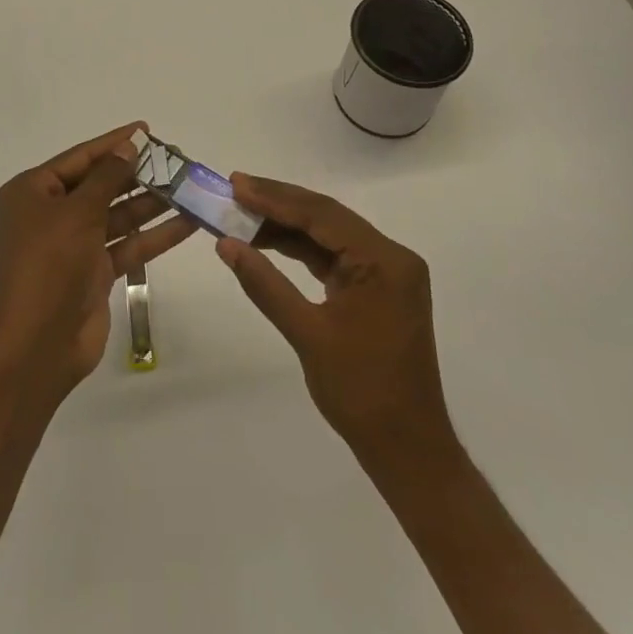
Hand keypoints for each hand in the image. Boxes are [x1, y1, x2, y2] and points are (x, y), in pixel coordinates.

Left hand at [0, 123, 196, 400]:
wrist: (34, 345)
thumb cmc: (47, 264)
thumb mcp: (77, 212)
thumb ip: (107, 177)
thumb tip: (129, 145)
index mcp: (34, 192)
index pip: (81, 157)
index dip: (114, 143)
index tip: (146, 129)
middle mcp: (52, 214)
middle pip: (101, 185)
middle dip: (138, 173)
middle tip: (177, 160)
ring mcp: (73, 245)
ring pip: (118, 215)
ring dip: (152, 203)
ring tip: (190, 187)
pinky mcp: (94, 273)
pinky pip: (127, 245)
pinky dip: (154, 235)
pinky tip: (188, 223)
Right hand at [215, 174, 457, 467]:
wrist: (406, 448)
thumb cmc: (361, 392)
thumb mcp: (308, 335)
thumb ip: (265, 284)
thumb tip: (226, 244)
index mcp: (384, 261)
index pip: (322, 215)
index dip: (275, 198)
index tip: (236, 185)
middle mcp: (390, 257)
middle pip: (326, 217)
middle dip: (279, 203)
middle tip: (235, 189)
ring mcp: (384, 273)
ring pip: (327, 234)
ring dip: (286, 225)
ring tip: (242, 213)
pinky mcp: (375, 289)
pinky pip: (332, 256)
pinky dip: (299, 248)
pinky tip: (267, 242)